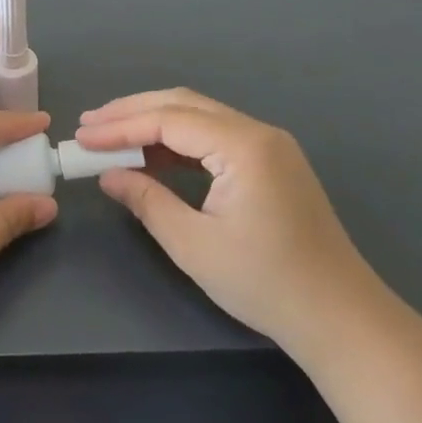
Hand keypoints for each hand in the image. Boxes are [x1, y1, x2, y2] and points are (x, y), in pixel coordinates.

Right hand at [75, 89, 390, 358]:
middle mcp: (259, 132)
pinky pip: (216, 137)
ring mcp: (269, 146)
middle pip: (183, 105)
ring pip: (199, 116)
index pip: (169, 120)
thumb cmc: (265, 283)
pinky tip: (152, 156)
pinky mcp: (272, 163)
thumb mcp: (193, 245)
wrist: (340, 317)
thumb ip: (147, 200)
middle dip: (132, 112)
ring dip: (154, 123)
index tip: (82, 137)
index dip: (120, 127)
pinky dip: (179, 142)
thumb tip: (108, 174)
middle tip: (89, 125)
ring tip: (110, 136)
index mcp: (244, 146)